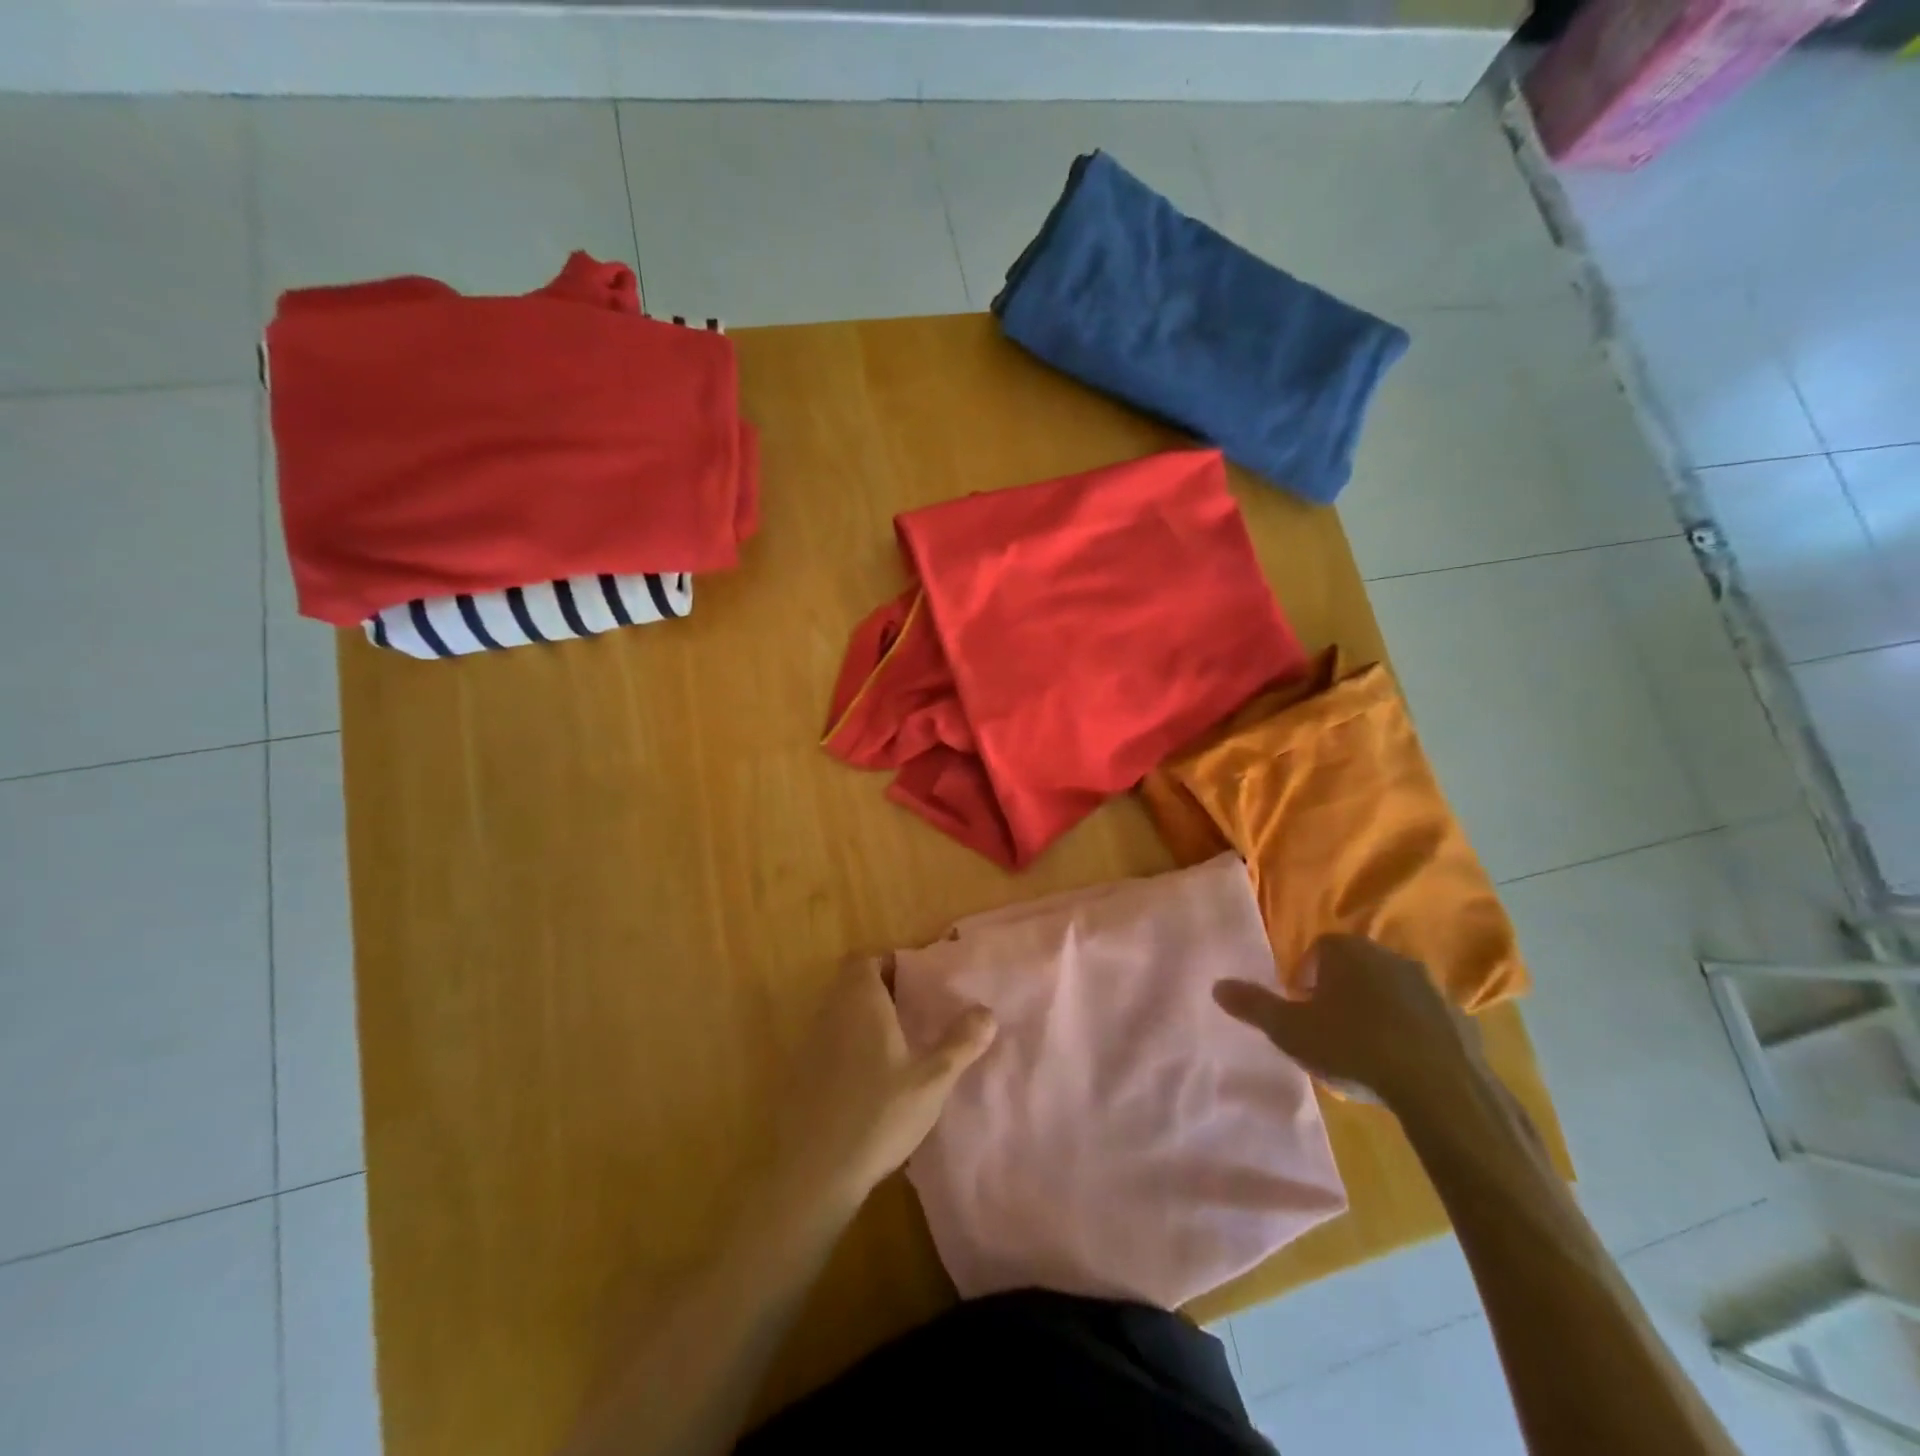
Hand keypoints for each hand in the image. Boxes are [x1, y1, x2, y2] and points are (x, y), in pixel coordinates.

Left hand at [771, 955, 995, 1210]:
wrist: (812, 1172)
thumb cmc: (877, 1115)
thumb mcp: (931, 1081)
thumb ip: (960, 1044)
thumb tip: (987, 1011)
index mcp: (861, 1003)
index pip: (866, 960)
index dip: (889, 963)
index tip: (917, 980)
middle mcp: (833, 1013)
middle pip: (852, 984)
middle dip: (881, 989)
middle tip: (915, 1009)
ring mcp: (812, 1044)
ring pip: (840, 1012)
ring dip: (865, 1018)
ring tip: (901, 1041)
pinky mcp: (803, 1074)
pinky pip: (830, 1041)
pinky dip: (850, 1045)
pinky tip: (873, 1077)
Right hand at [1213, 934, 1481, 1108]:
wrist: (1440, 1087)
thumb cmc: (1353, 1047)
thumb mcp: (1290, 1030)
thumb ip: (1253, 1006)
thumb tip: (1217, 985)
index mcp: (1347, 951)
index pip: (1318, 949)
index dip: (1305, 976)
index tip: (1301, 1007)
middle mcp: (1388, 956)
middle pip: (1355, 966)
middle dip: (1340, 990)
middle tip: (1328, 1026)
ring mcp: (1429, 986)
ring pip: (1391, 990)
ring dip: (1376, 1009)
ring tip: (1365, 1047)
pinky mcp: (1459, 1018)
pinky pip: (1424, 1017)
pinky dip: (1410, 1031)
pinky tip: (1401, 1063)